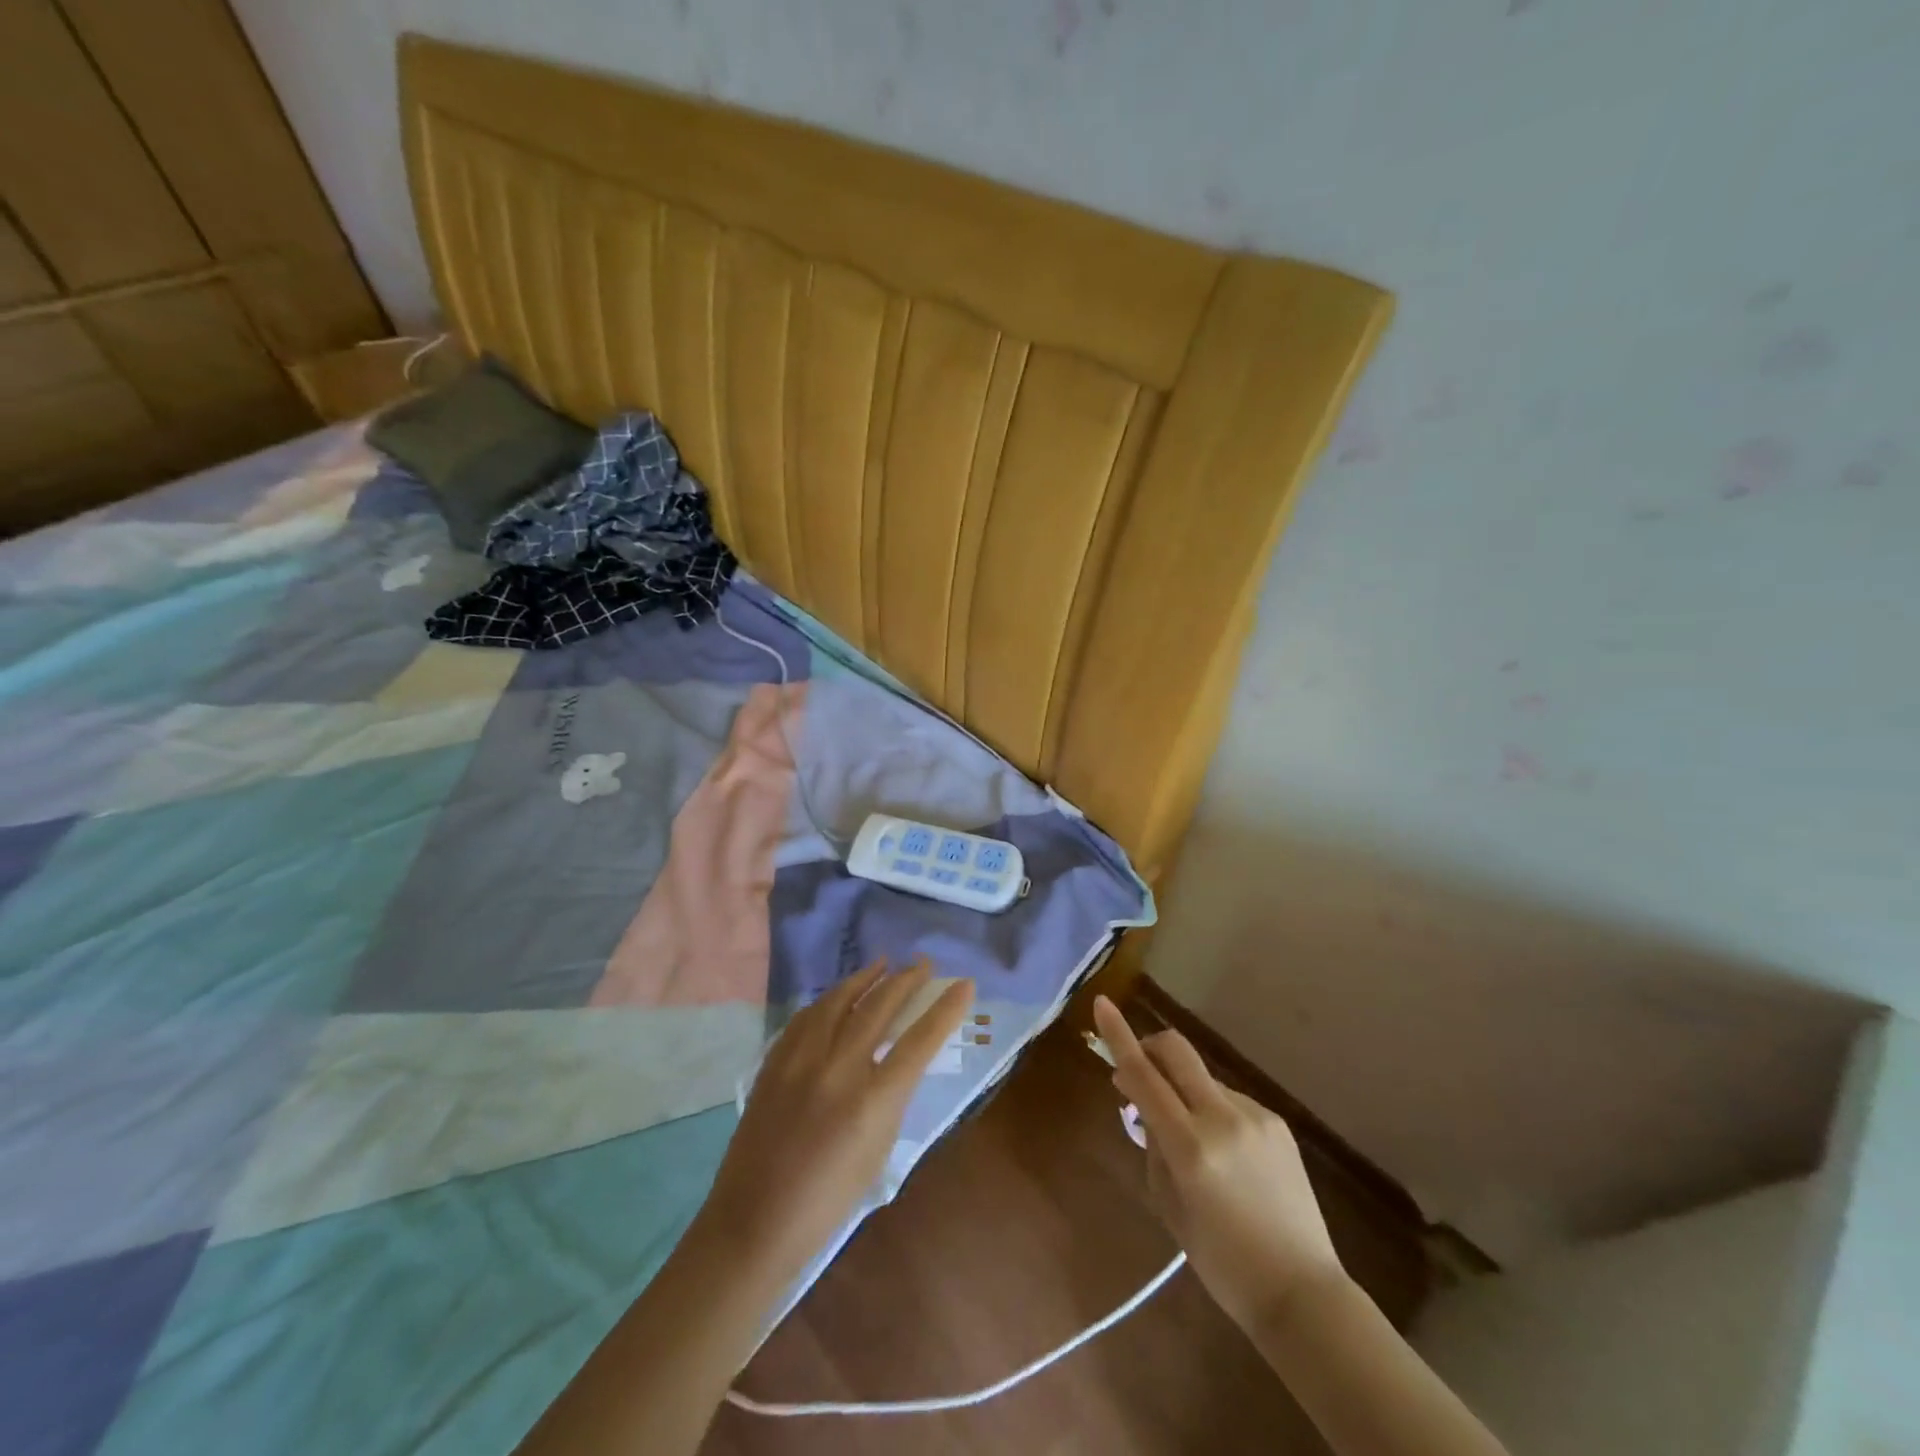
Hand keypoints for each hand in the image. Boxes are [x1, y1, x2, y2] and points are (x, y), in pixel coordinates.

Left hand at [697, 958, 973, 1288]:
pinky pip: (807, 1017)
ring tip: (883, 964)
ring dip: (865, 978)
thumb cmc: (827, 1203)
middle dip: (906, 981)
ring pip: (838, 1001)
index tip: (964, 984)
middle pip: (879, 1007)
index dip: (946, 1009)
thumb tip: (897, 1061)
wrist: (754, 1223)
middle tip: (923, 964)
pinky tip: (837, 995)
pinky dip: (828, 1000)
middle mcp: (839, 1070)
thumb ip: (890, 1099)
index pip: (920, 1041)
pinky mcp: (774, 1063)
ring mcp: (801, 1061)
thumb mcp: (877, 1151)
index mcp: (873, 1101)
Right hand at [1093, 994, 1346, 1336]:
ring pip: (1202, 1079)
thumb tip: (1141, 1101)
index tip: (1101, 1003)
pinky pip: (1229, 1100)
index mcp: (1191, 1146)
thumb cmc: (1221, 1261)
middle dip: (1150, 1046)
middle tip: (1137, 1068)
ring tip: (1188, 1139)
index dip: (1118, 1036)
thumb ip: (1153, 1143)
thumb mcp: (1170, 1205)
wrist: (1303, 1292)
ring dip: (1182, 1090)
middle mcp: (1223, 1118)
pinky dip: (1211, 1111)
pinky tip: (1224, 1154)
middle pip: (1177, 1051)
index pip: (1143, 1076)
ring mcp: (1255, 1116)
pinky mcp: (1276, 1122)